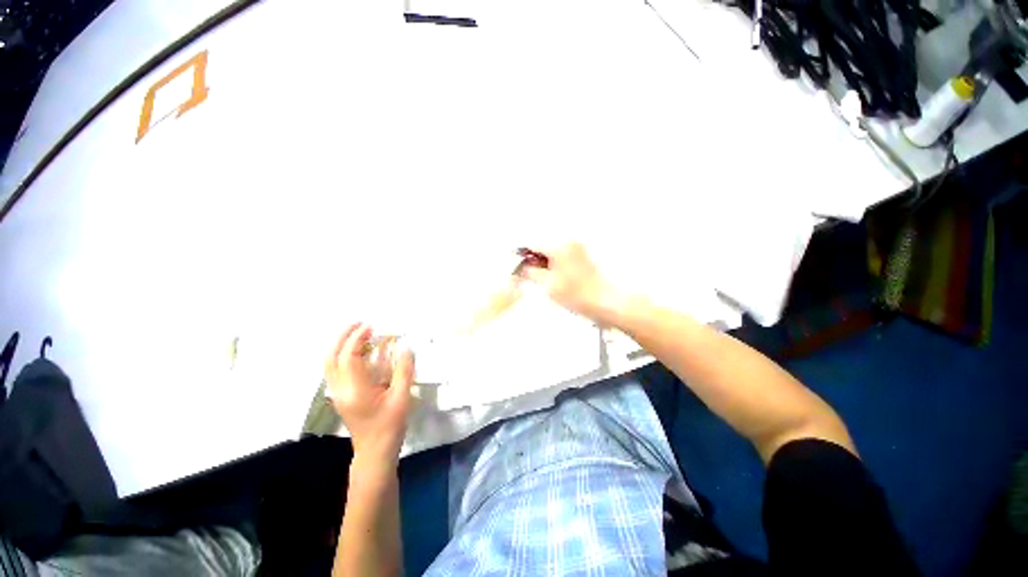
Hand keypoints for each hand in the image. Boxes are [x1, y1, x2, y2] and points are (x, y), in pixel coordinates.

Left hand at [325, 323, 414, 463]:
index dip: (358, 338)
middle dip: (343, 337)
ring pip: (330, 363)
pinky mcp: (340, 396)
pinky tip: (359, 350)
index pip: (349, 357)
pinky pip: (335, 369)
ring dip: (341, 344)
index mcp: (355, 390)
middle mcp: (340, 390)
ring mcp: (337, 394)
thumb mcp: (402, 397)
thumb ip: (404, 371)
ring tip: (359, 332)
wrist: (374, 451)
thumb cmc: (390, 425)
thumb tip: (405, 347)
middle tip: (359, 323)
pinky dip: (343, 354)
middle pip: (331, 357)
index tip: (371, 326)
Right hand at [519, 242, 623, 324]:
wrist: (604, 301)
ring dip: (541, 260)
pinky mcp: (581, 255)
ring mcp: (576, 247)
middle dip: (531, 257)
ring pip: (550, 249)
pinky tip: (551, 275)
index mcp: (558, 246)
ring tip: (538, 276)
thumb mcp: (547, 285)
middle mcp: (568, 241)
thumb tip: (520, 267)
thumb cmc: (576, 294)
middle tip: (525, 272)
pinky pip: (560, 253)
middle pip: (541, 244)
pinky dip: (552, 262)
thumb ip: (530, 272)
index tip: (513, 263)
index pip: (532, 243)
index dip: (520, 253)